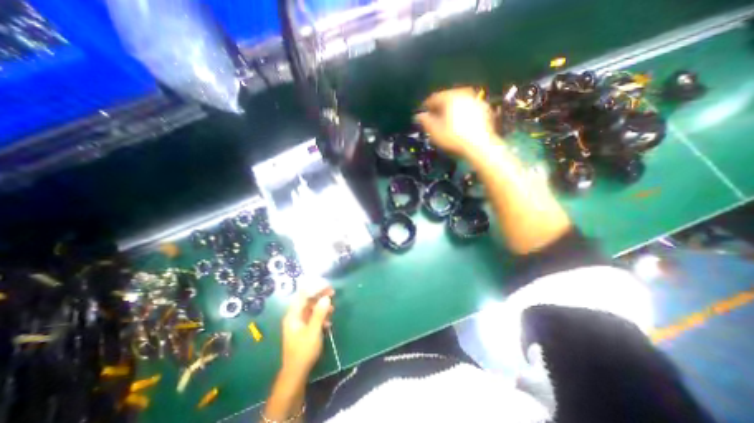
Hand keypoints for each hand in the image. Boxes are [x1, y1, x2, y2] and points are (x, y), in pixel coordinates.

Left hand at [279, 286, 331, 378]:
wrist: (296, 374)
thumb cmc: (303, 351)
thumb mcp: (313, 331)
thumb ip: (319, 313)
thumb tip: (326, 298)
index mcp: (293, 315)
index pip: (303, 295)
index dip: (315, 288)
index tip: (327, 286)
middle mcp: (294, 316)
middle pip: (307, 300)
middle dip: (320, 295)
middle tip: (333, 292)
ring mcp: (298, 323)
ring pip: (311, 309)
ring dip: (322, 306)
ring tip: (333, 308)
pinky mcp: (303, 330)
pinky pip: (312, 317)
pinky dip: (320, 316)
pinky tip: (328, 322)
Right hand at [414, 88, 499, 158]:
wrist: (480, 145)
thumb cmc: (453, 137)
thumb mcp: (434, 131)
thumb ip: (425, 121)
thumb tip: (420, 115)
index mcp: (450, 97)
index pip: (434, 98)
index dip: (426, 106)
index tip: (422, 114)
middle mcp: (464, 93)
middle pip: (448, 98)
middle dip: (440, 107)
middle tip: (434, 117)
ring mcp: (477, 100)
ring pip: (460, 102)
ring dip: (452, 109)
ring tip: (448, 120)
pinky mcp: (486, 109)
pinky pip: (470, 108)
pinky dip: (464, 113)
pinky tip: (461, 123)